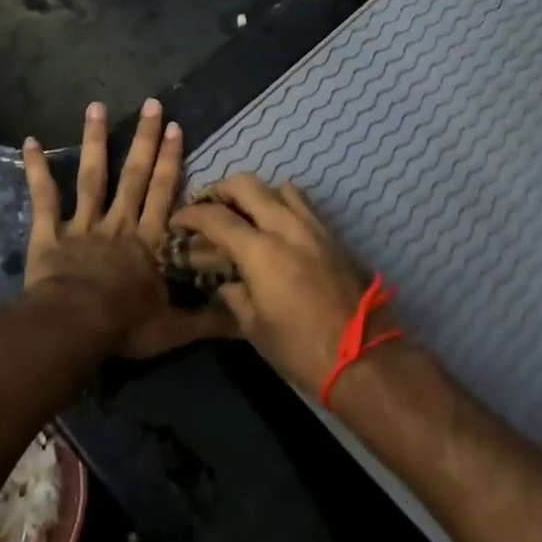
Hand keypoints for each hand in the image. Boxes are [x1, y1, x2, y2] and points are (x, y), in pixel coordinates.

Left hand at [22, 100, 233, 359]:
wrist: (74, 328)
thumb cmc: (125, 326)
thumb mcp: (175, 329)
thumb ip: (209, 319)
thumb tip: (246, 316)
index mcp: (149, 241)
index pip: (165, 193)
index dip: (171, 161)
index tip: (176, 128)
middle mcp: (119, 224)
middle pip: (135, 176)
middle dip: (145, 139)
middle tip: (151, 104)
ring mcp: (83, 226)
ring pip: (92, 177)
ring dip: (95, 141)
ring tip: (96, 107)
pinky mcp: (49, 234)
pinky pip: (43, 199)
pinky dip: (36, 170)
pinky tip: (30, 142)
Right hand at [169, 175, 391, 392]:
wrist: (362, 356)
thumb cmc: (300, 348)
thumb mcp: (254, 327)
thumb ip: (234, 295)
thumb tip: (225, 281)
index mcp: (261, 251)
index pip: (217, 217)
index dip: (192, 214)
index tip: (179, 221)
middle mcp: (286, 227)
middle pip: (247, 185)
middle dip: (222, 189)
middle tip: (209, 206)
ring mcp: (313, 227)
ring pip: (280, 187)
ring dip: (257, 193)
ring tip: (245, 213)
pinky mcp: (332, 235)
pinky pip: (303, 204)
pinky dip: (283, 205)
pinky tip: (277, 227)